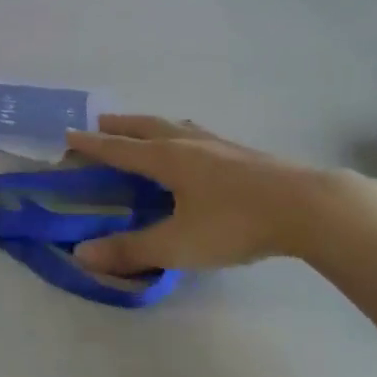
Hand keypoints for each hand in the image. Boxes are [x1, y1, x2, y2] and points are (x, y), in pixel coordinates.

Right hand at [65, 115, 376, 275]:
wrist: (307, 207)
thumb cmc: (235, 223)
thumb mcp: (178, 244)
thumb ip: (131, 250)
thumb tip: (82, 254)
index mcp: (168, 158)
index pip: (119, 149)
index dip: (92, 144)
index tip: (69, 134)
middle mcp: (189, 143)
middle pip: (147, 127)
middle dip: (121, 126)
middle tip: (101, 122)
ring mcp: (220, 145)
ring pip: (177, 126)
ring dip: (153, 125)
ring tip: (146, 128)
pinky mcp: (245, 155)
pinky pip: (200, 135)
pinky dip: (183, 134)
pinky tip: (198, 147)